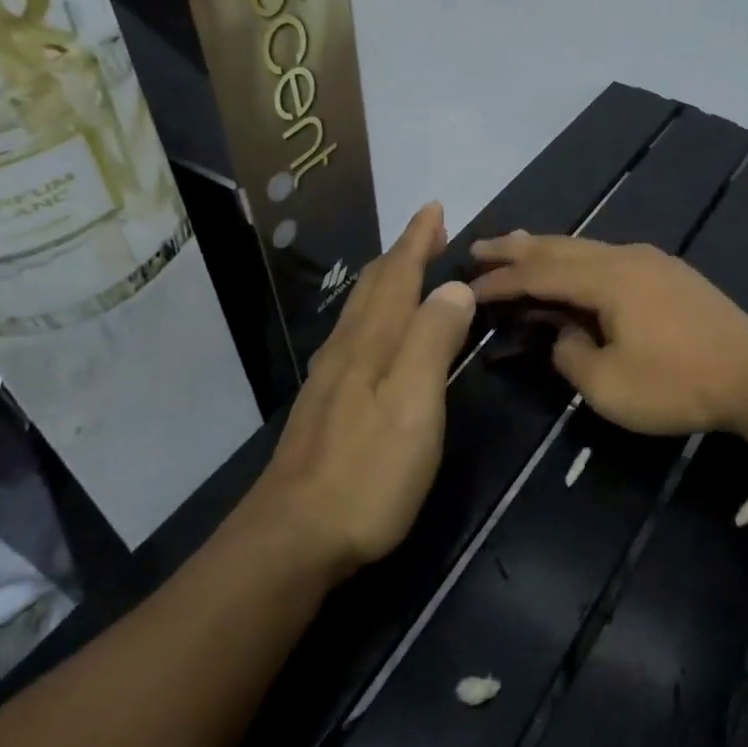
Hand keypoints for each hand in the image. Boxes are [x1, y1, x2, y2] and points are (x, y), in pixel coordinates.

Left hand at [248, 203, 475, 575]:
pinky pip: (353, 338)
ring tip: (406, 269)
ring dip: (386, 281)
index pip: (398, 276)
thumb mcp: (414, 403)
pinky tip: (374, 333)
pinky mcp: (325, 408)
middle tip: (427, 231)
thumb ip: (433, 340)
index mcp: (372, 343)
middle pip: (373, 287)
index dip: (417, 240)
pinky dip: (374, 316)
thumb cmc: (367, 472)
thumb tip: (453, 287)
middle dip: (402, 253)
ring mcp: (330, 380)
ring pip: (359, 312)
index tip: (434, 208)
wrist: (293, 538)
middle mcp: (347, 350)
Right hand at [468, 233, 747, 435]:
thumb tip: (564, 335)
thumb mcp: (608, 385)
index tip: (468, 288)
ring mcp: (652, 262)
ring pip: (587, 247)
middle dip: (516, 249)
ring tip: (518, 246)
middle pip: (559, 246)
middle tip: (479, 249)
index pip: (538, 274)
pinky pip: (609, 257)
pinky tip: (576, 266)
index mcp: (606, 279)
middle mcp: (625, 257)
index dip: (501, 282)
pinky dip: (579, 259)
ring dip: (548, 249)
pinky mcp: (671, 275)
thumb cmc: (678, 383)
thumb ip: (571, 355)